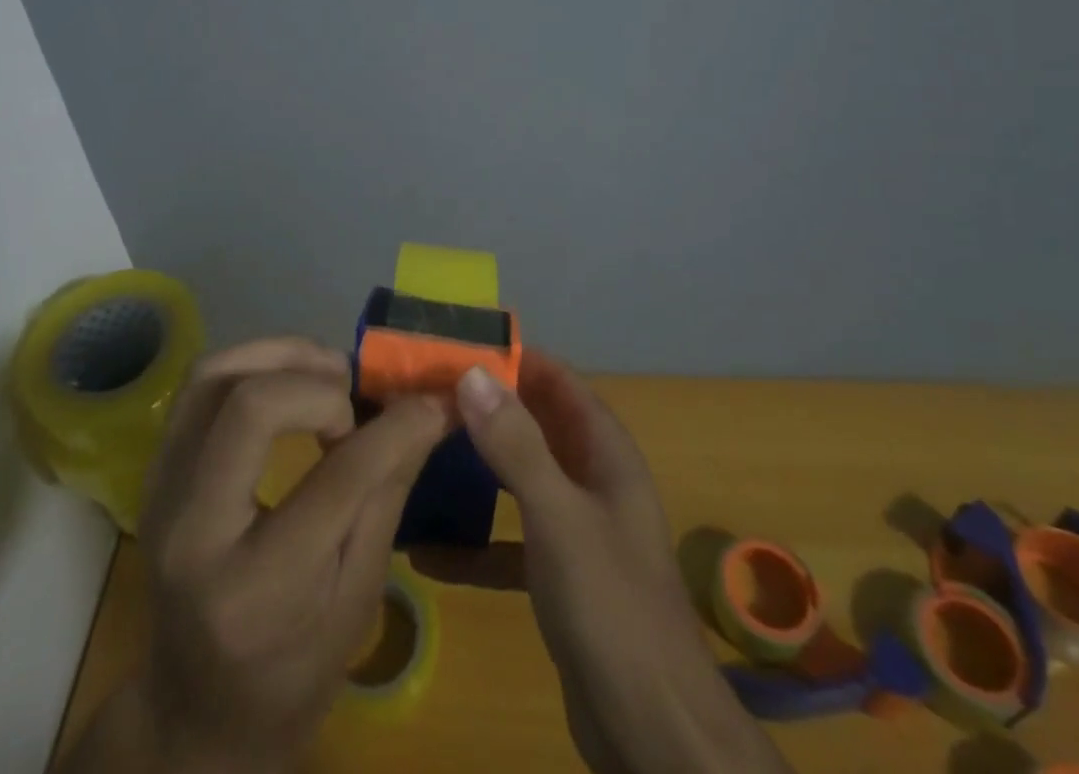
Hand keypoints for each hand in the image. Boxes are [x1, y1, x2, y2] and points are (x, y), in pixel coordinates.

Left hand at [76, 337, 447, 773]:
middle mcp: (193, 531)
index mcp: (258, 589)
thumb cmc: (292, 671)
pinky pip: (199, 386)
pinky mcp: (154, 471)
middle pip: (251, 405)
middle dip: (319, 384)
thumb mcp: (357, 599)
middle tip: (354, 401)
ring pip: (214, 375)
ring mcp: (161, 494)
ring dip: (281, 358)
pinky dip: (252, 366)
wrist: (195, 712)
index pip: (337, 477)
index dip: (396, 427)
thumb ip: (388, 491)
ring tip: (327, 377)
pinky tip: (289, 385)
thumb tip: (429, 408)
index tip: (430, 403)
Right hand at [454, 356, 791, 773]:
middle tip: (429, 394)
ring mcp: (578, 529)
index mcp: (606, 454)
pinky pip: (512, 544)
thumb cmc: (611, 604)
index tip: (459, 347)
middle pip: (537, 426)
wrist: (653, 730)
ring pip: (522, 480)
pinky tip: (429, 551)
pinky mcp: (561, 576)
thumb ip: (516, 445)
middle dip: (490, 408)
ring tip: (425, 450)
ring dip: (480, 468)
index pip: (560, 382)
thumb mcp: (559, 516)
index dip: (516, 360)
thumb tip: (471, 374)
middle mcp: (594, 481)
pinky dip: (477, 543)